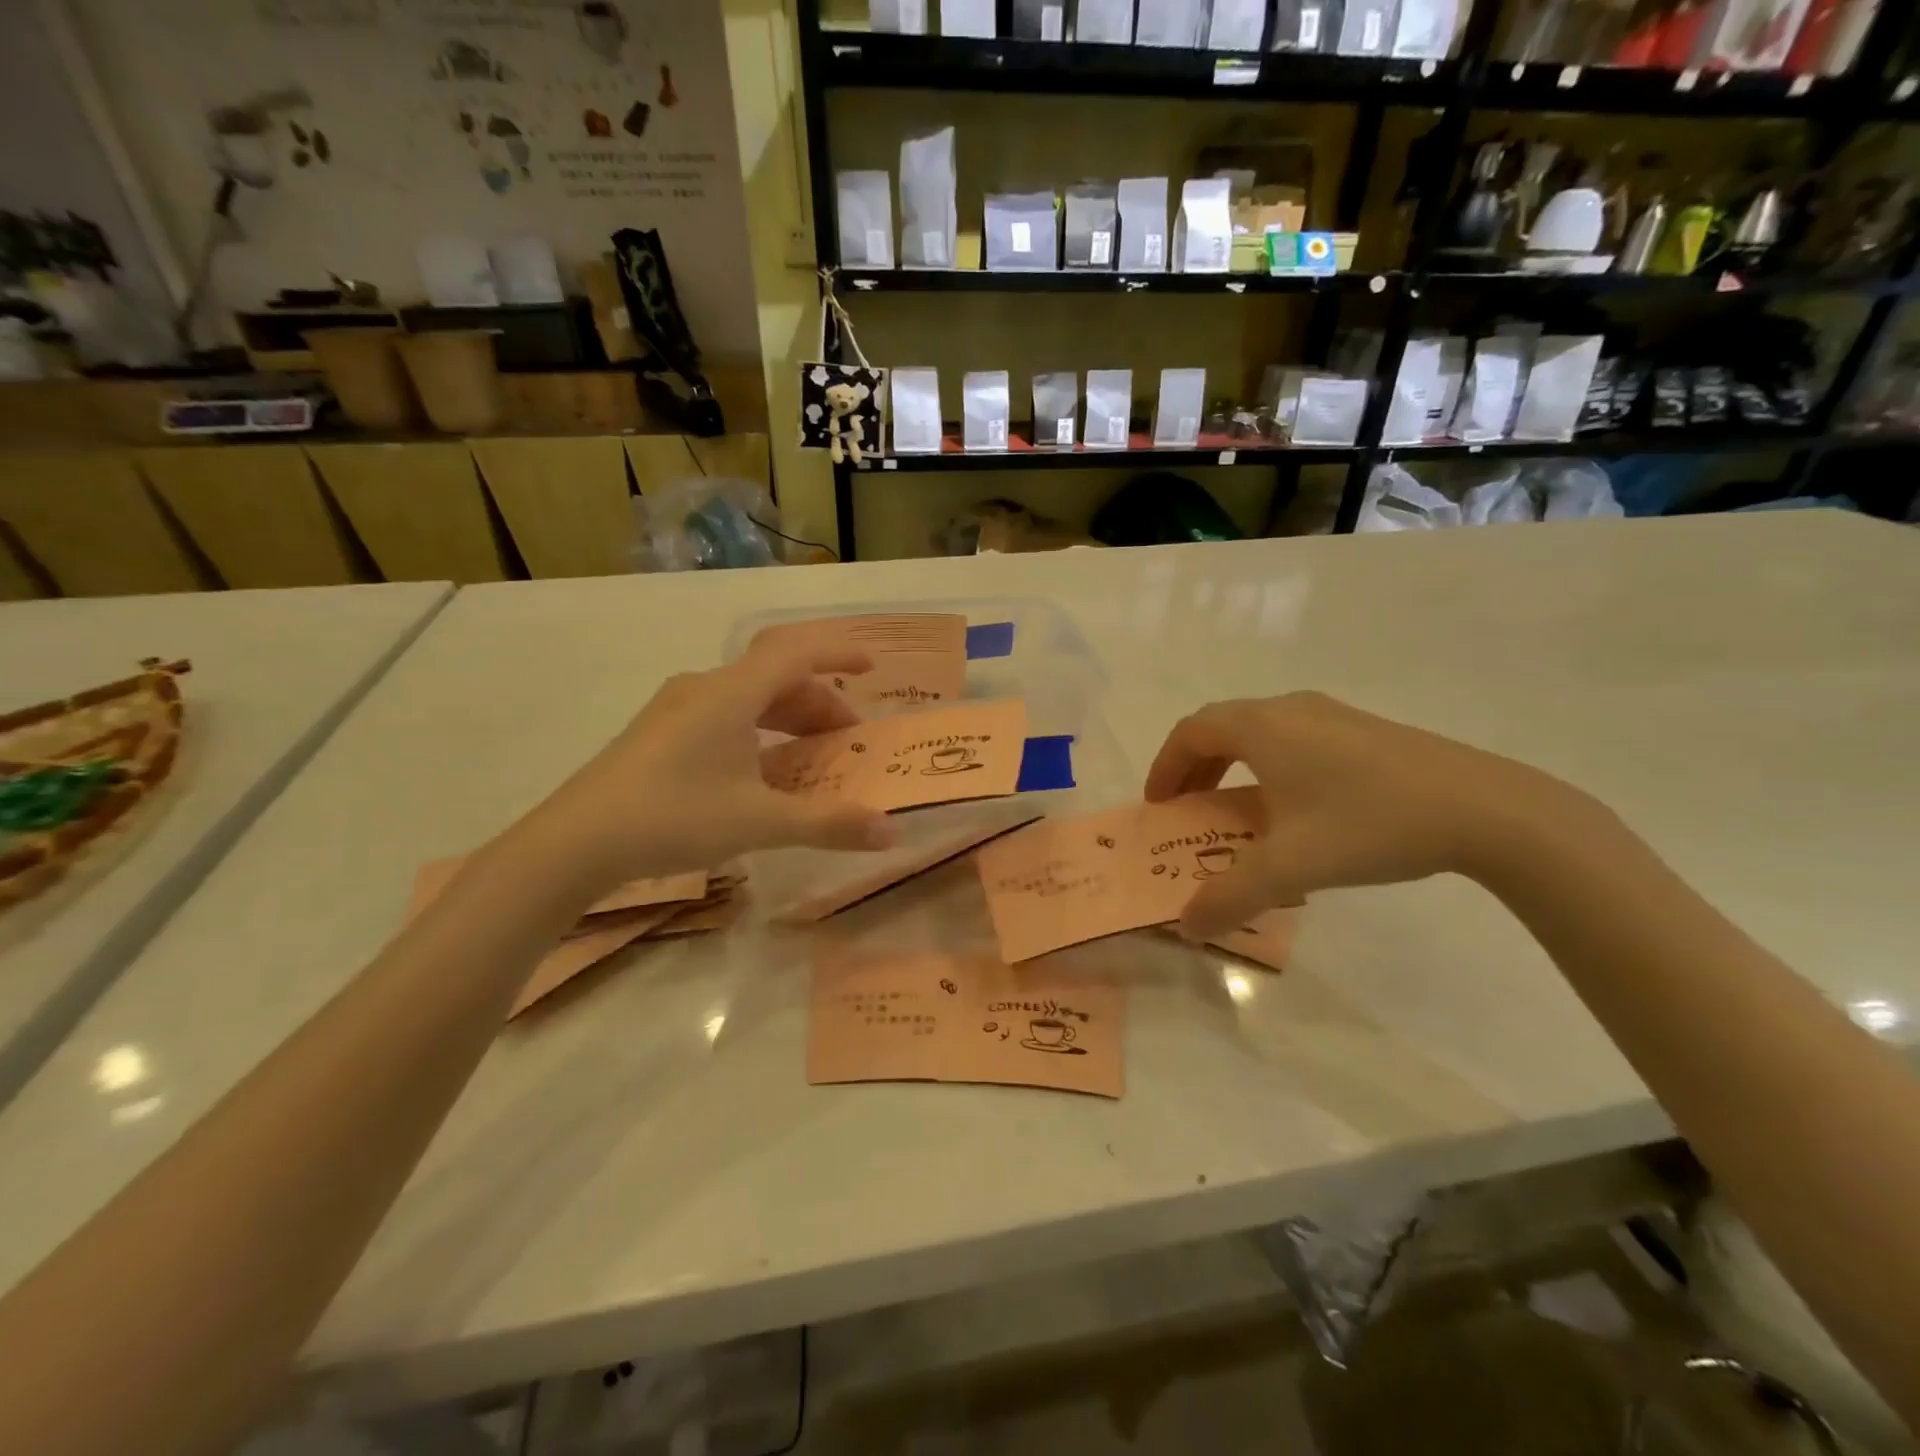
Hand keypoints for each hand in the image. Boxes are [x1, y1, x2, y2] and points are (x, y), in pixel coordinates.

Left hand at [528, 640, 897, 887]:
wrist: (574, 842)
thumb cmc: (673, 817)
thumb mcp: (759, 822)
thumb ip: (828, 824)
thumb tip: (891, 832)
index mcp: (730, 694)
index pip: (795, 652)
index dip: (838, 652)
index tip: (873, 668)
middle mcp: (704, 688)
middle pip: (775, 675)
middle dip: (819, 700)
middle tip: (848, 736)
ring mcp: (676, 708)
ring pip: (748, 696)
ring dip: (789, 716)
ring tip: (813, 753)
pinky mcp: (660, 732)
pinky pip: (725, 714)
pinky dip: (759, 729)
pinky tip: (763, 769)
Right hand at [1145, 692, 1585, 937]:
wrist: (1486, 808)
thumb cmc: (1369, 824)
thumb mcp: (1290, 867)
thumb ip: (1229, 897)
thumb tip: (1187, 925)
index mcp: (1262, 727)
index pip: (1191, 732)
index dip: (1165, 765)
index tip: (1159, 804)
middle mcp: (1290, 709)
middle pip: (1221, 726)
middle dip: (1195, 766)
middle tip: (1189, 807)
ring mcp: (1333, 715)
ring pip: (1261, 730)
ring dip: (1233, 765)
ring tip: (1236, 809)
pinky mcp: (1366, 730)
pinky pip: (1295, 738)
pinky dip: (1270, 764)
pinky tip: (1296, 807)